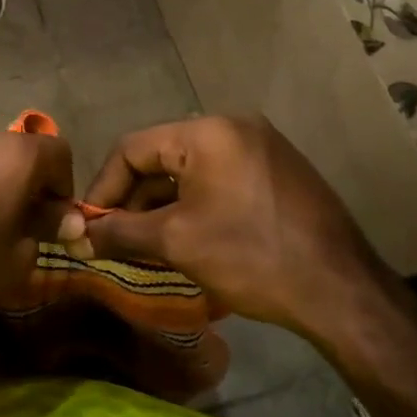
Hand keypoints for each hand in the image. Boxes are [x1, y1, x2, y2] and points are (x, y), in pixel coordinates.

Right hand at [81, 115, 404, 363]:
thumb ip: (119, 232)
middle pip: (161, 157)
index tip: (87, 225)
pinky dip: (193, 205)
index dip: (103, 188)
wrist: (341, 291)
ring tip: (142, 244)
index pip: (132, 148)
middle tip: (113, 238)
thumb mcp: (176, 242)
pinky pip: (218, 180)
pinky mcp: (276, 172)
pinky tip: (183, 238)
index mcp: (207, 132)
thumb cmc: (251, 257)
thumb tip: (76, 237)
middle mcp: (234, 126)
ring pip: (189, 170)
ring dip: (161, 205)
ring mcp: (260, 147)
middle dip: (132, 199)